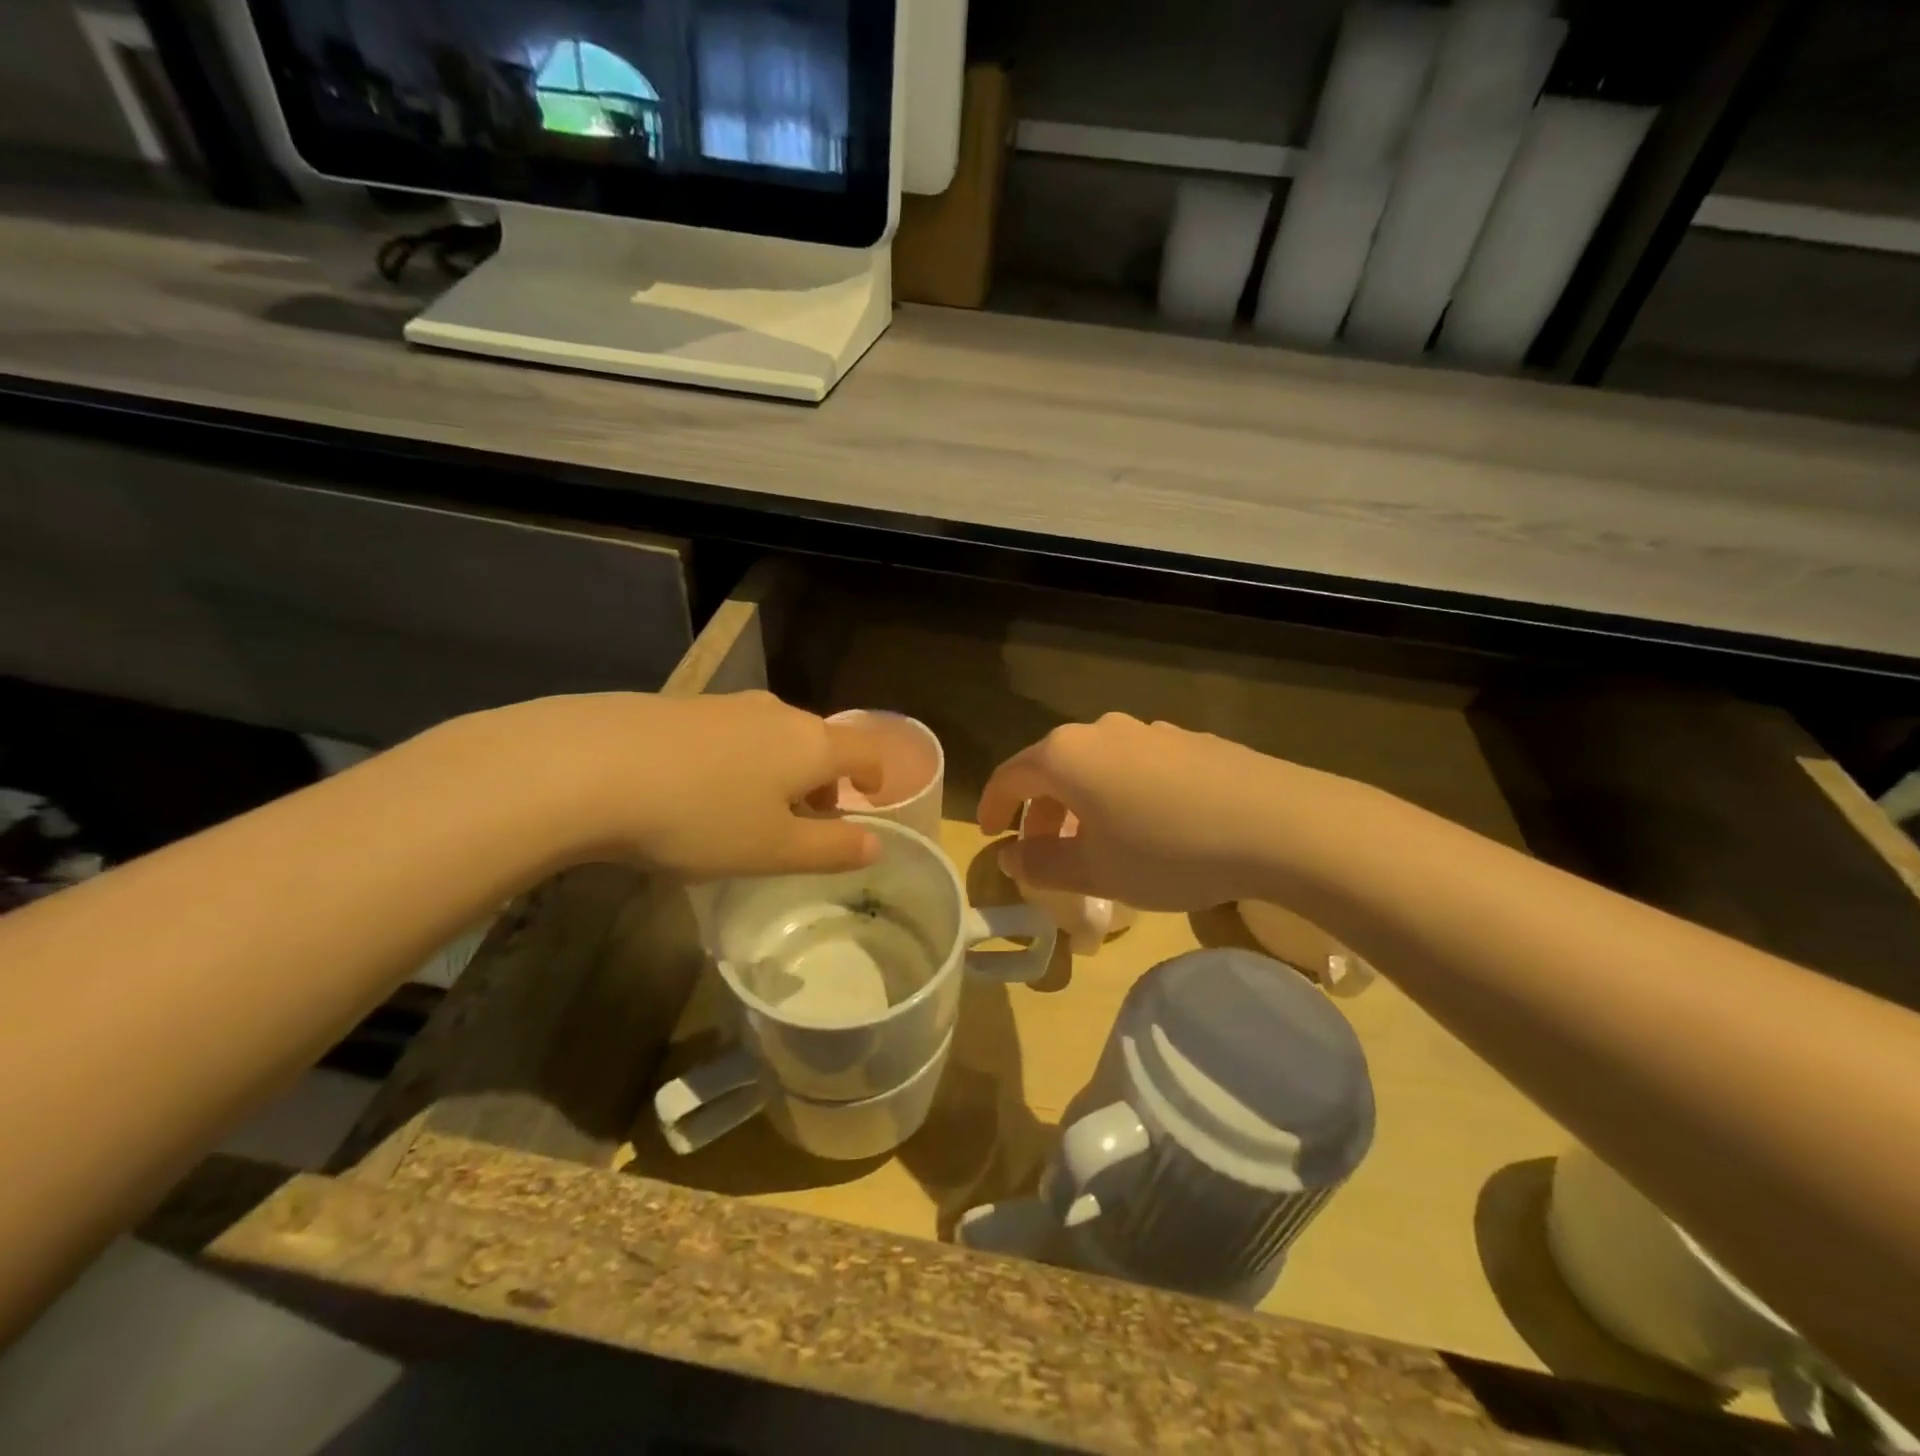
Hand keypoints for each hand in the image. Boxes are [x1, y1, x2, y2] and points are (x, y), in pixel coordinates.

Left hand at [457, 691, 885, 880]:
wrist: (589, 767)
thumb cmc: (700, 817)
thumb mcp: (773, 850)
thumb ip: (831, 849)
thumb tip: (875, 844)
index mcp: (811, 744)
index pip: (865, 751)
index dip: (874, 777)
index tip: (869, 799)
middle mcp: (776, 713)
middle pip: (818, 742)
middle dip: (822, 780)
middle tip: (806, 819)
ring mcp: (725, 704)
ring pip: (772, 736)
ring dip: (778, 771)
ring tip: (751, 810)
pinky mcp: (679, 706)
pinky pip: (730, 734)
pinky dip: (737, 761)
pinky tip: (699, 791)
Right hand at [977, 714, 1355, 911]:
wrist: (1279, 824)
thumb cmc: (1168, 850)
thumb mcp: (1095, 871)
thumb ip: (1042, 865)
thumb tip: (1011, 857)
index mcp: (1067, 755)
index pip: (1009, 775)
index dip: (992, 807)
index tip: (991, 834)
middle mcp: (1102, 730)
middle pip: (1053, 768)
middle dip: (1040, 811)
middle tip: (1043, 853)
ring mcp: (1150, 731)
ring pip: (1097, 766)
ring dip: (1083, 803)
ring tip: (1098, 844)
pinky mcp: (1189, 740)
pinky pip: (1137, 766)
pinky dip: (1123, 794)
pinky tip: (1151, 827)